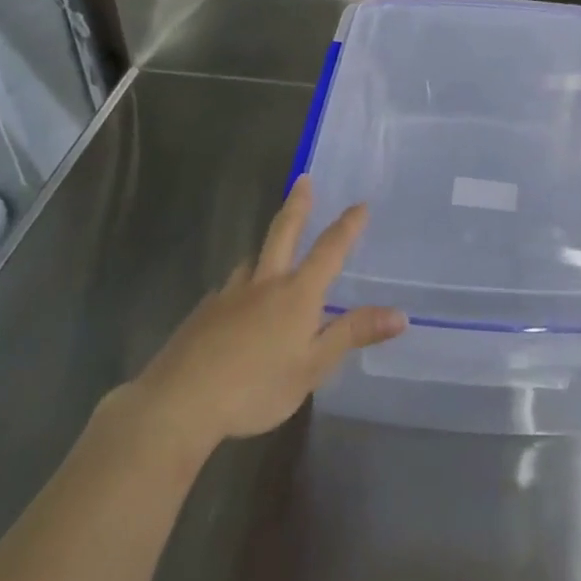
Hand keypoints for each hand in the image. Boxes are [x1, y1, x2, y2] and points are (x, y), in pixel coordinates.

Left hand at [133, 178, 406, 449]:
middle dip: (298, 205)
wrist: (181, 401)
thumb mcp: (313, 367)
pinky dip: (242, 285)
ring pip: (252, 259)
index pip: (329, 250)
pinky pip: (230, 287)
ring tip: (271, 250)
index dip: (347, 226)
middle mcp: (264, 282)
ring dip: (266, 247)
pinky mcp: (204, 311)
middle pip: (283, 232)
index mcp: (297, 293)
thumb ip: (352, 334)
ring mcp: (230, 294)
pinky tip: (237, 303)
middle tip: (303, 179)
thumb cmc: (257, 387)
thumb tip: (399, 314)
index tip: (360, 204)